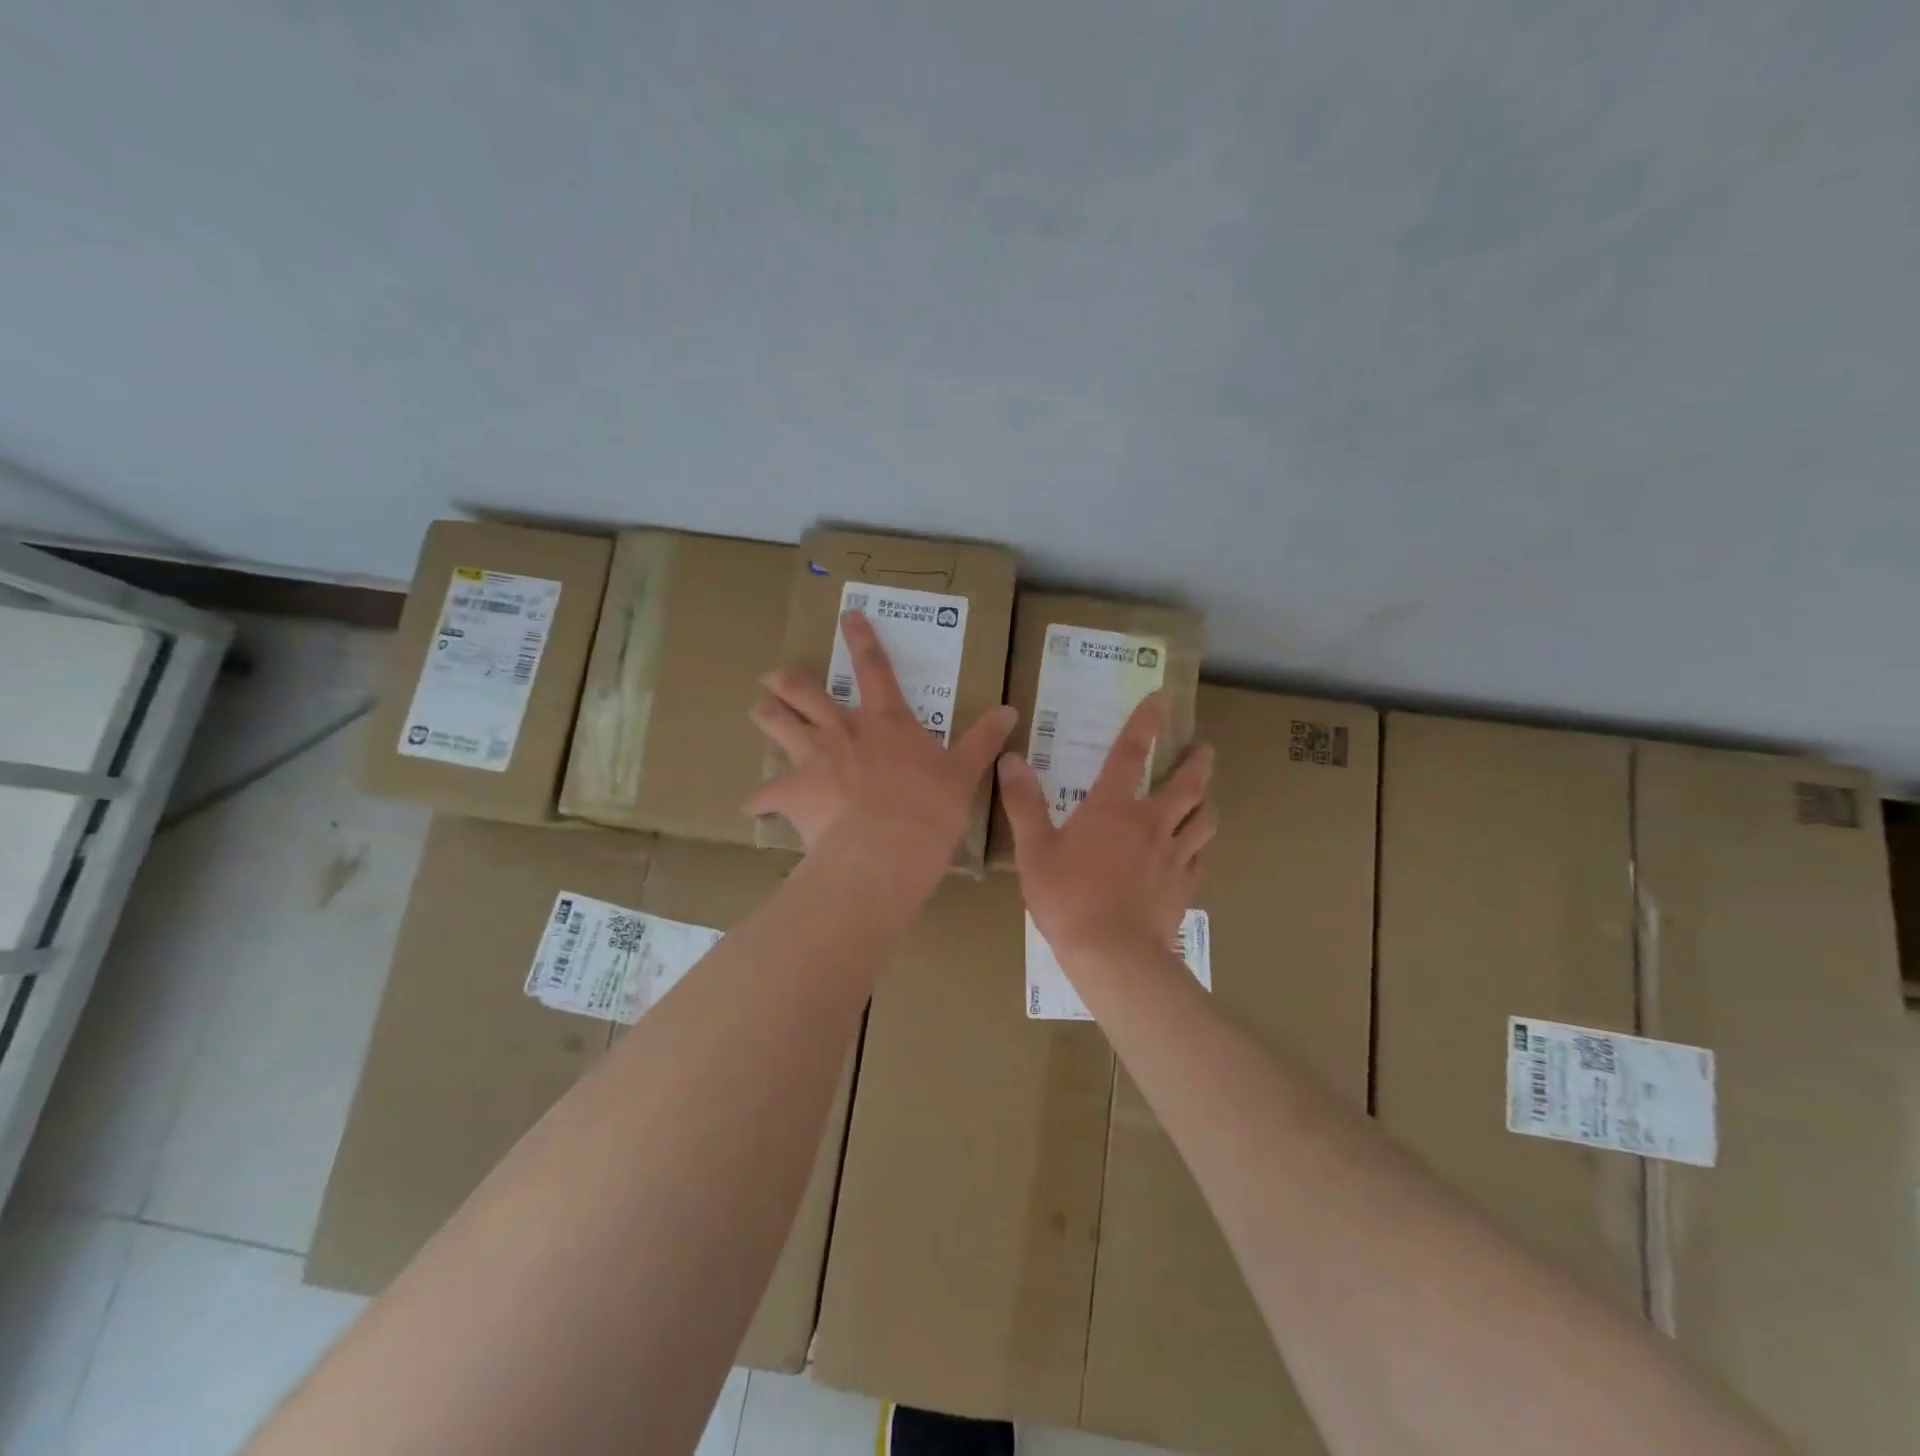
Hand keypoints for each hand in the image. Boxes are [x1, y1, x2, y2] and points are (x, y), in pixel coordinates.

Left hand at [747, 610, 1015, 866]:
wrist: (886, 851)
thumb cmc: (930, 809)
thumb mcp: (965, 772)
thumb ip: (984, 739)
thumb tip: (1010, 710)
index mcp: (886, 721)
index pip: (874, 667)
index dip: (861, 638)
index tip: (846, 615)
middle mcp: (844, 730)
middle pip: (804, 691)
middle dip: (786, 680)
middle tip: (774, 677)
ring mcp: (813, 758)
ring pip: (776, 723)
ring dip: (766, 715)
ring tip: (759, 711)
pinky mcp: (793, 793)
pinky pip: (765, 794)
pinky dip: (760, 800)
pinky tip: (754, 806)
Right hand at [997, 692, 1215, 963]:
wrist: (1112, 954)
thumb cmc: (1067, 897)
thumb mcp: (1034, 849)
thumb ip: (1023, 803)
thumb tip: (1011, 758)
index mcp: (1113, 808)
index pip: (1131, 754)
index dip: (1145, 723)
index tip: (1161, 699)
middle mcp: (1151, 824)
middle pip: (1186, 785)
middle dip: (1197, 762)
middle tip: (1204, 749)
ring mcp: (1173, 856)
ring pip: (1204, 820)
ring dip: (1207, 802)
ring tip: (1206, 797)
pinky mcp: (1185, 887)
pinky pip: (1202, 857)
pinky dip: (1203, 845)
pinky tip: (1199, 848)